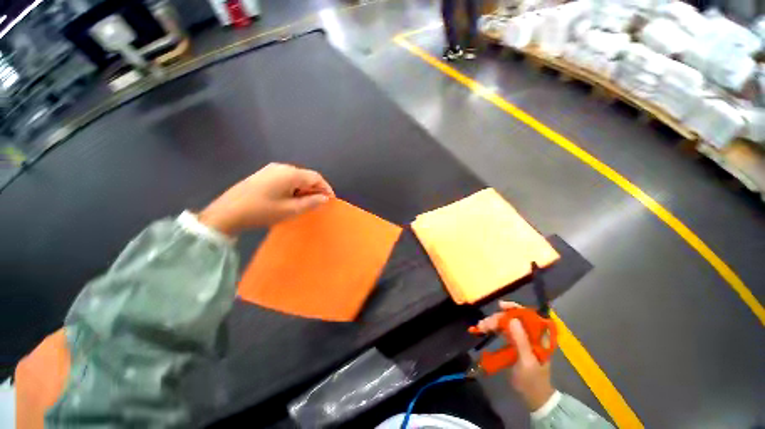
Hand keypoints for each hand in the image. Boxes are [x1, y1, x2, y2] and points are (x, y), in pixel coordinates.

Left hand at [198, 163, 334, 235]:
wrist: (226, 213)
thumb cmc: (261, 211)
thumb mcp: (290, 210)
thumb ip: (311, 203)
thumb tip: (325, 198)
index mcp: (290, 174)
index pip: (316, 177)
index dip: (326, 188)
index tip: (331, 200)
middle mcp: (282, 167)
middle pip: (306, 176)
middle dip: (315, 189)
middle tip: (318, 204)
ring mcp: (271, 169)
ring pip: (296, 178)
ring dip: (304, 189)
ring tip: (304, 204)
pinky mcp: (263, 174)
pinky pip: (286, 179)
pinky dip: (293, 188)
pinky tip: (290, 199)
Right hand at [475, 301, 554, 411]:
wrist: (534, 397)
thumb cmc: (533, 380)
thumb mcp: (527, 362)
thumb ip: (521, 341)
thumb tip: (512, 319)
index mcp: (538, 336)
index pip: (528, 315)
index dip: (515, 308)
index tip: (500, 306)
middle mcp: (530, 334)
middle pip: (513, 318)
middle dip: (498, 318)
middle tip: (484, 324)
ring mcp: (522, 338)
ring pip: (506, 324)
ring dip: (493, 323)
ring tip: (480, 327)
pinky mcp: (514, 344)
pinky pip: (503, 332)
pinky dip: (493, 329)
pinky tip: (484, 329)